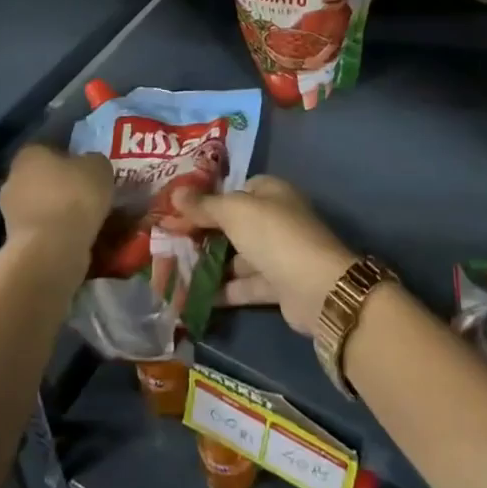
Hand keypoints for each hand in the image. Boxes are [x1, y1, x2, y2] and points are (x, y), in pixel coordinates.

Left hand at [0, 145, 111, 270]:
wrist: (52, 249)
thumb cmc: (74, 197)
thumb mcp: (99, 167)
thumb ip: (93, 161)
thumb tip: (89, 166)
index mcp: (28, 154)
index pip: (47, 148)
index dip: (69, 157)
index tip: (86, 169)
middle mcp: (12, 179)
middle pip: (40, 177)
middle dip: (60, 185)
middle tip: (86, 193)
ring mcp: (10, 212)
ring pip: (40, 205)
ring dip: (57, 210)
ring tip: (85, 218)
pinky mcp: (15, 241)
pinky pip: (41, 229)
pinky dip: (55, 231)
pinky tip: (75, 236)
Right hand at [171, 175, 356, 333]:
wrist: (315, 288)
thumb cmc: (273, 235)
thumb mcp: (234, 212)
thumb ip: (204, 205)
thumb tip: (176, 192)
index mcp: (272, 193)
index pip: (237, 190)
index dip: (209, 199)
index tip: (180, 211)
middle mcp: (277, 219)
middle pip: (235, 224)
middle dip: (205, 234)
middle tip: (171, 243)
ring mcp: (279, 254)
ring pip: (239, 257)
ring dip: (211, 265)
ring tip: (176, 273)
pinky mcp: (278, 285)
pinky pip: (245, 284)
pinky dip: (224, 291)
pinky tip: (194, 297)